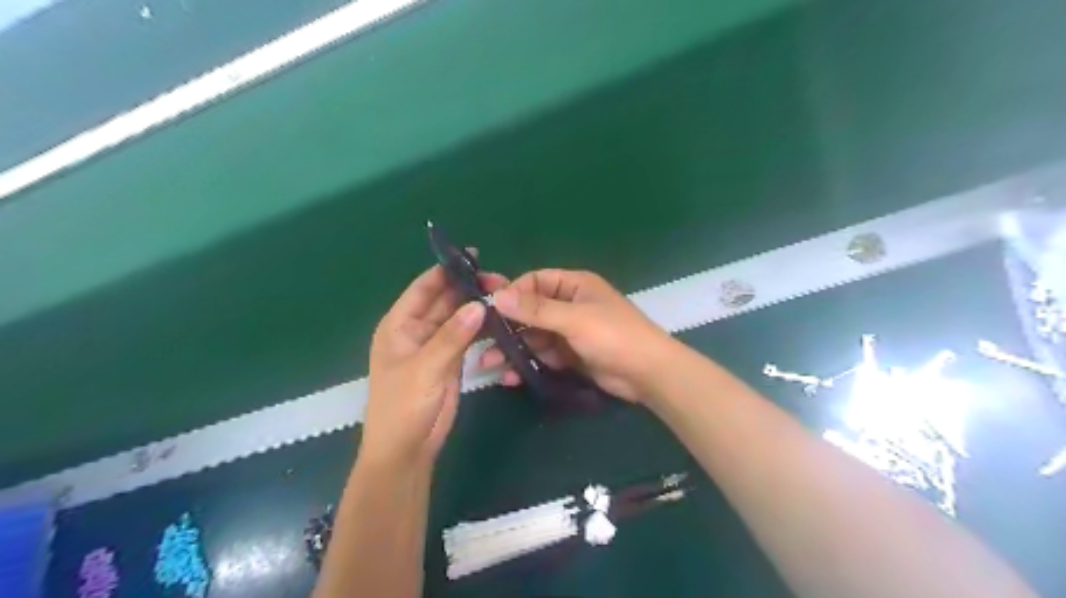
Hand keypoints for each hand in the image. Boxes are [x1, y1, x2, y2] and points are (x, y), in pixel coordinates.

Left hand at [366, 263, 509, 466]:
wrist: (407, 449)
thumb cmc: (403, 406)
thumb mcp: (425, 368)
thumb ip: (452, 336)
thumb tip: (480, 304)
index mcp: (399, 325)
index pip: (423, 288)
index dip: (445, 271)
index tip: (472, 256)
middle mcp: (416, 330)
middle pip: (443, 300)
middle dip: (467, 287)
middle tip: (498, 278)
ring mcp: (435, 346)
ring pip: (457, 317)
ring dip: (475, 306)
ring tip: (503, 294)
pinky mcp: (450, 361)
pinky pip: (466, 336)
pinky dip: (480, 327)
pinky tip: (498, 318)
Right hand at [480, 269, 672, 400]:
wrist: (648, 374)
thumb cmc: (613, 336)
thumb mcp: (574, 319)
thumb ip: (535, 309)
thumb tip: (497, 295)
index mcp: (574, 285)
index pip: (534, 282)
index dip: (511, 293)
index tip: (487, 310)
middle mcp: (569, 305)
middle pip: (530, 311)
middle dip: (506, 326)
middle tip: (479, 340)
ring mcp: (570, 332)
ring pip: (534, 336)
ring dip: (513, 348)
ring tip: (487, 363)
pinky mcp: (571, 355)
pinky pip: (543, 355)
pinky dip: (527, 364)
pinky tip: (509, 376)